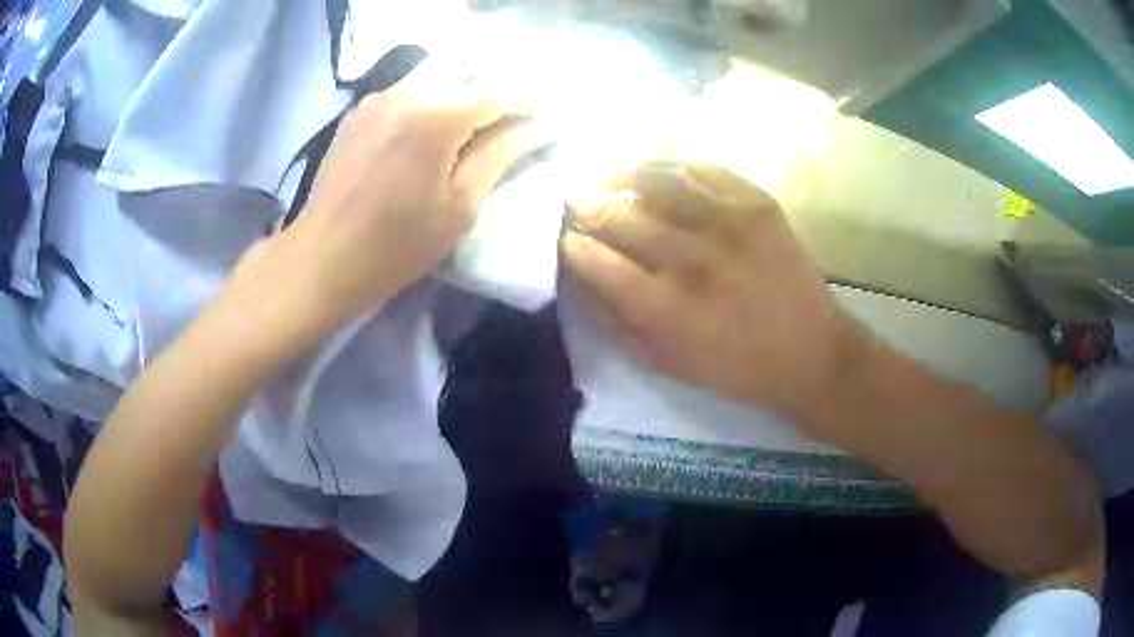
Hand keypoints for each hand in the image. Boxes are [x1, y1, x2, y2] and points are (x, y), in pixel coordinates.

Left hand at [269, 59, 545, 331]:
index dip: (530, 103)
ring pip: (437, 73)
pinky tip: (430, 129)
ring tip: (473, 126)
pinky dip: (431, 98)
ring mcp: (379, 97)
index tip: (545, 123)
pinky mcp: (361, 110)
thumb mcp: (459, 207)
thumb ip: (500, 156)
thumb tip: (539, 127)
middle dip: (497, 91)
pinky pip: (408, 88)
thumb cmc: (395, 245)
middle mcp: (408, 90)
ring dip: (463, 91)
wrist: (322, 258)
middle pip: (470, 70)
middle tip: (510, 125)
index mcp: (438, 115)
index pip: (502, 89)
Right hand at [562, 162, 864, 430]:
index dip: (572, 244)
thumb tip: (580, 279)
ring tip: (607, 171)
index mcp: (661, 307)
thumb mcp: (664, 362)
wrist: (808, 353)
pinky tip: (660, 167)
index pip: (595, 260)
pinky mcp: (757, 205)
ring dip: (623, 173)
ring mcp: (726, 225)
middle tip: (577, 198)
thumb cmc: (733, 367)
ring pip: (658, 181)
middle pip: (620, 216)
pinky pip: (706, 171)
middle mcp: (689, 259)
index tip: (565, 236)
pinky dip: (675, 165)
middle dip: (589, 205)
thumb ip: (615, 322)